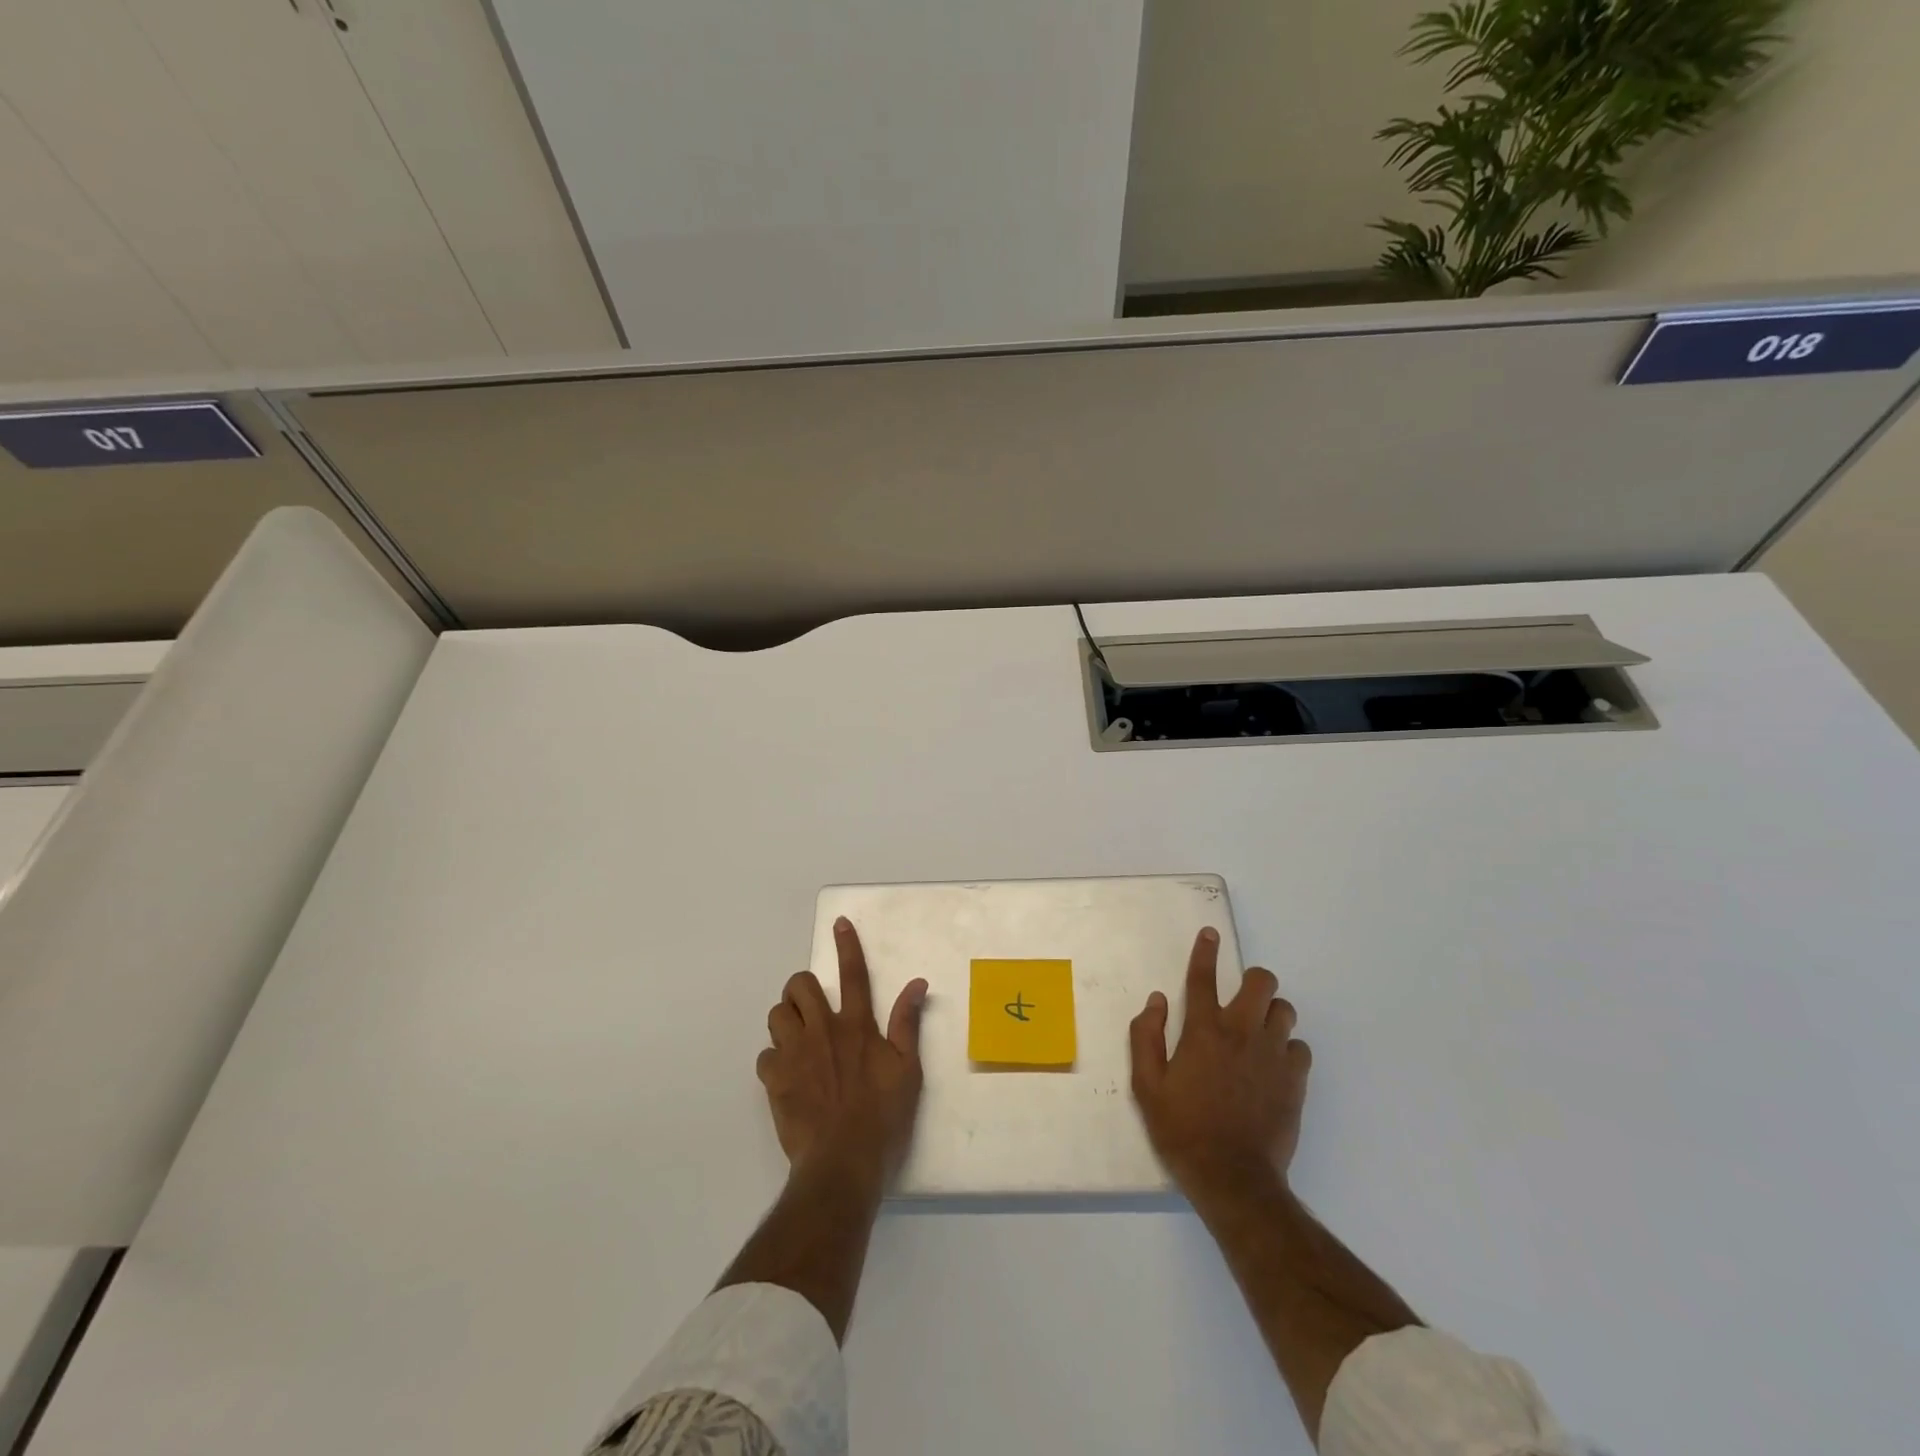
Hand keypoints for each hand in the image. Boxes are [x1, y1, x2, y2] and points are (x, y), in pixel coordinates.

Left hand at [757, 917, 928, 1189]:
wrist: (843, 1162)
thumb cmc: (883, 1116)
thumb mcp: (908, 1069)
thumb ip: (906, 1023)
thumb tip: (917, 983)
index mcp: (857, 1025)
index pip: (853, 974)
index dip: (846, 946)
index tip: (838, 924)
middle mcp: (823, 1030)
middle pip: (800, 986)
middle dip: (802, 988)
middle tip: (811, 1009)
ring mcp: (795, 1053)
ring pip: (777, 1014)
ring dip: (786, 1021)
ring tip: (798, 1040)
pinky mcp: (775, 1079)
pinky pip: (765, 1055)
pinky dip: (774, 1061)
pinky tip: (787, 1077)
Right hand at [1130, 928, 1311, 1200]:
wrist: (1233, 1178)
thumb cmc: (1182, 1130)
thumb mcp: (1146, 1086)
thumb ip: (1146, 1037)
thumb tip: (1156, 1001)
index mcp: (1203, 1031)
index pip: (1203, 978)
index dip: (1205, 951)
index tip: (1209, 934)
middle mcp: (1241, 1033)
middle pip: (1261, 983)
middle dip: (1253, 980)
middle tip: (1241, 997)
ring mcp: (1273, 1056)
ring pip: (1285, 1010)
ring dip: (1271, 1013)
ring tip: (1258, 1031)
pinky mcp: (1295, 1081)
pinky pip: (1300, 1047)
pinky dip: (1287, 1048)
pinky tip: (1274, 1064)